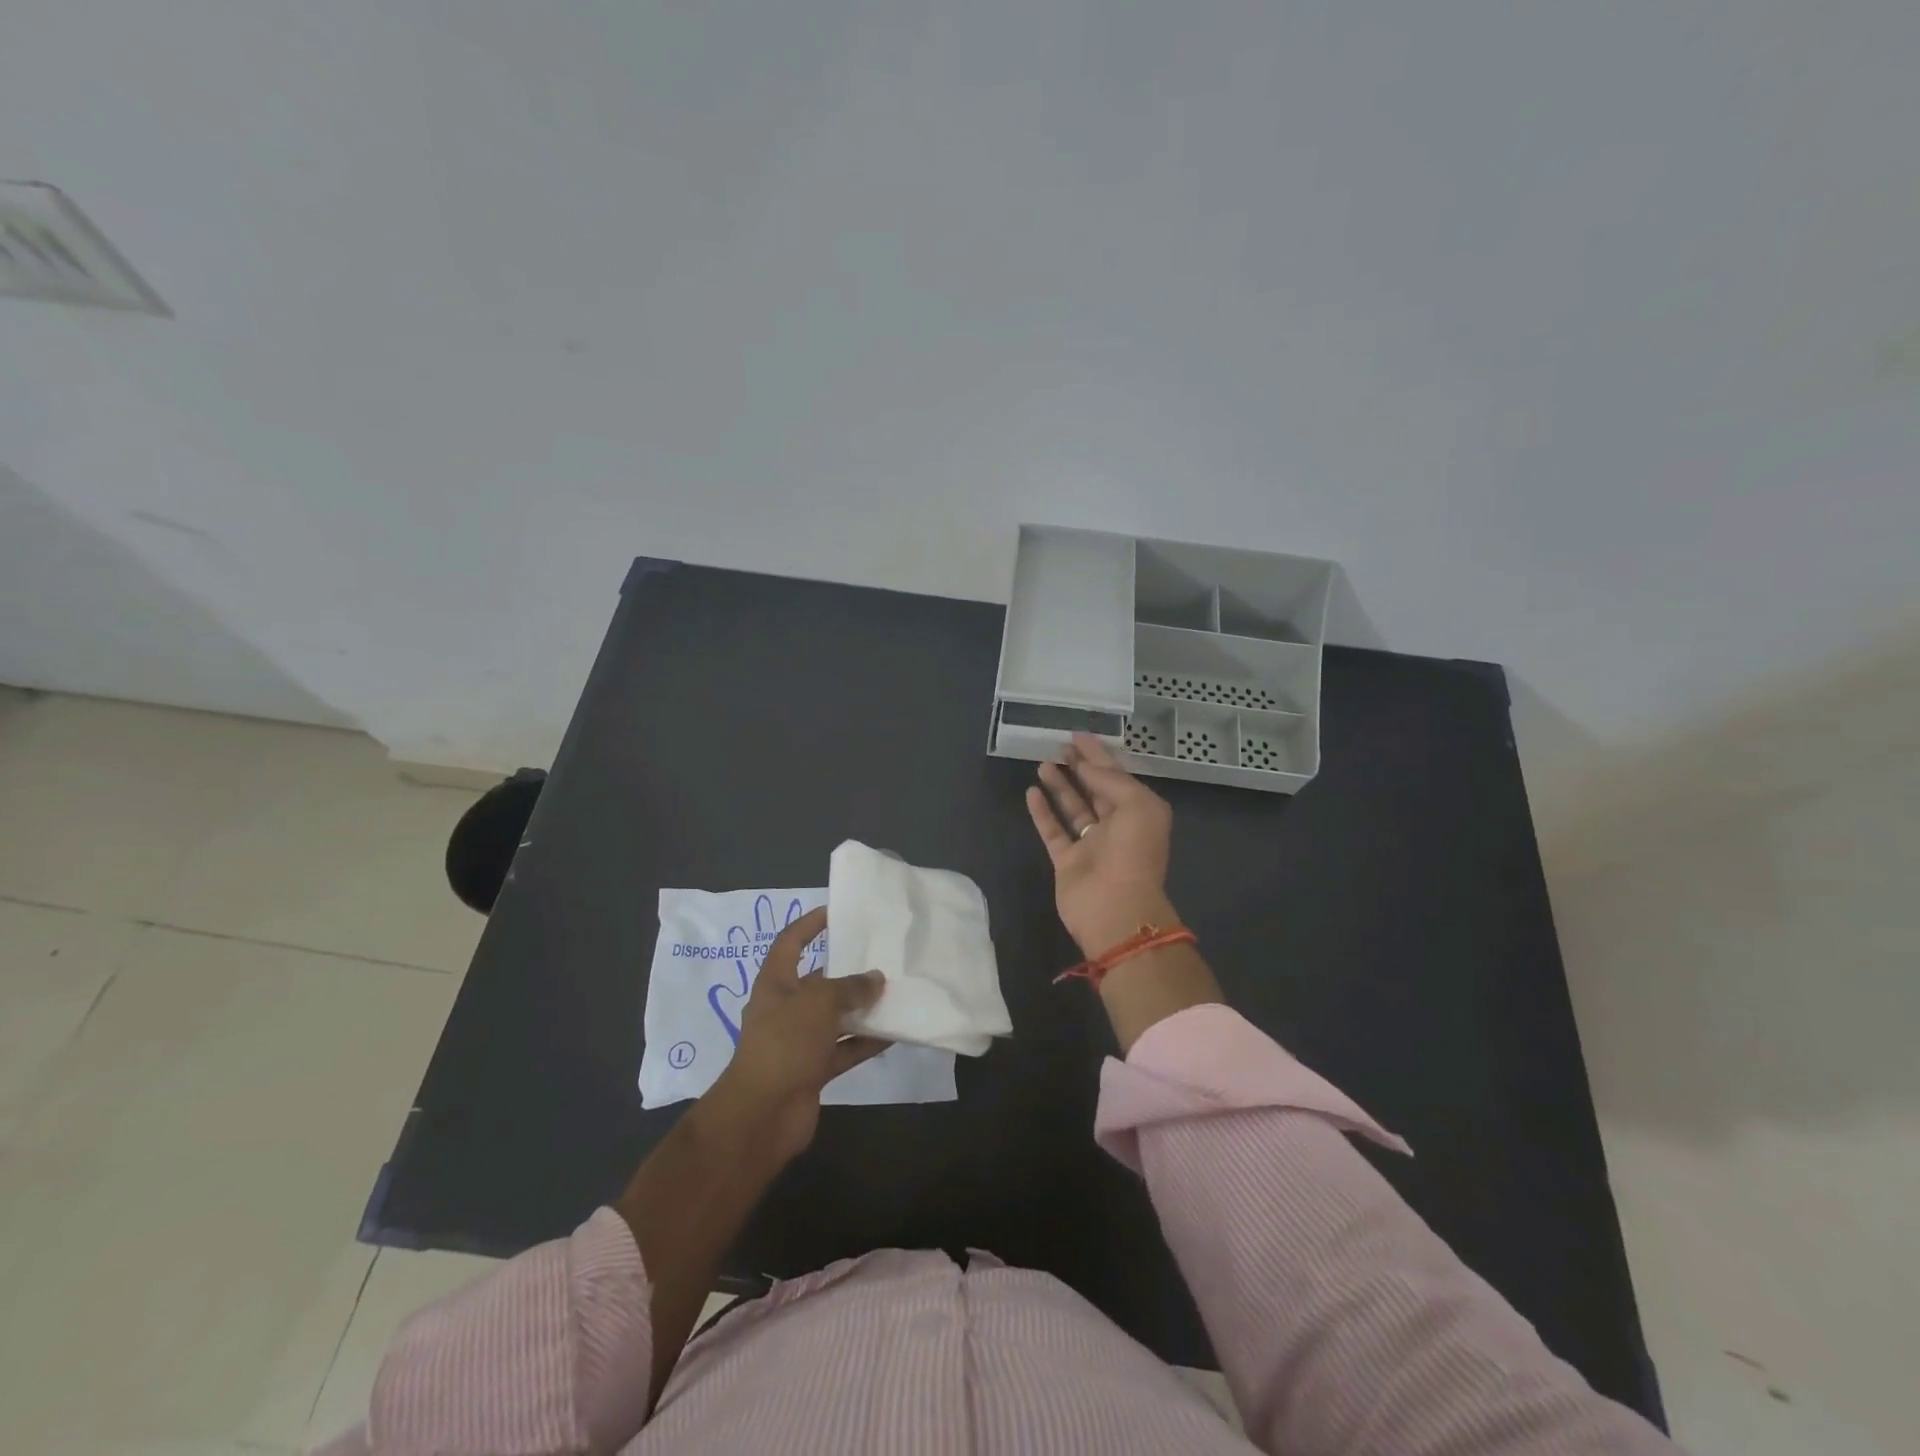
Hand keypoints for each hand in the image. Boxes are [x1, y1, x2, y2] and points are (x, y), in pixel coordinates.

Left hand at [704, 906, 886, 1163]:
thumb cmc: (784, 1043)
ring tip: (896, 992)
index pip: (790, 942)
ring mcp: (799, 1041)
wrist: (763, 1114)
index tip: (836, 911)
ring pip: (835, 1017)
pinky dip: (866, 1041)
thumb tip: (876, 979)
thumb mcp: (819, 1002)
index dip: (809, 925)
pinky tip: (895, 1033)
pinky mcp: (813, 1069)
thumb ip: (850, 987)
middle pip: (818, 981)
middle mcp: (785, 1008)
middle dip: (847, 971)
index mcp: (775, 983)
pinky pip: (844, 1048)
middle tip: (881, 956)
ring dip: (862, 1008)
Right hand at [1025, 732, 1178, 955]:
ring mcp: (1090, 845)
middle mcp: (1116, 827)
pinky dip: (1042, 812)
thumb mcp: (1137, 806)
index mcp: (1139, 813)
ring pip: (1073, 809)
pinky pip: (1053, 831)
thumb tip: (1087, 767)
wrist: (1116, 910)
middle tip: (1060, 746)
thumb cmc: (1133, 854)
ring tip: (1043, 764)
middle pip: (1095, 790)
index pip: (1117, 776)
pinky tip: (1031, 792)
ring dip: (1060, 786)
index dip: (1099, 754)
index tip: (1079, 735)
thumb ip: (1111, 780)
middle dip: (1080, 766)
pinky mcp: (1067, 862)